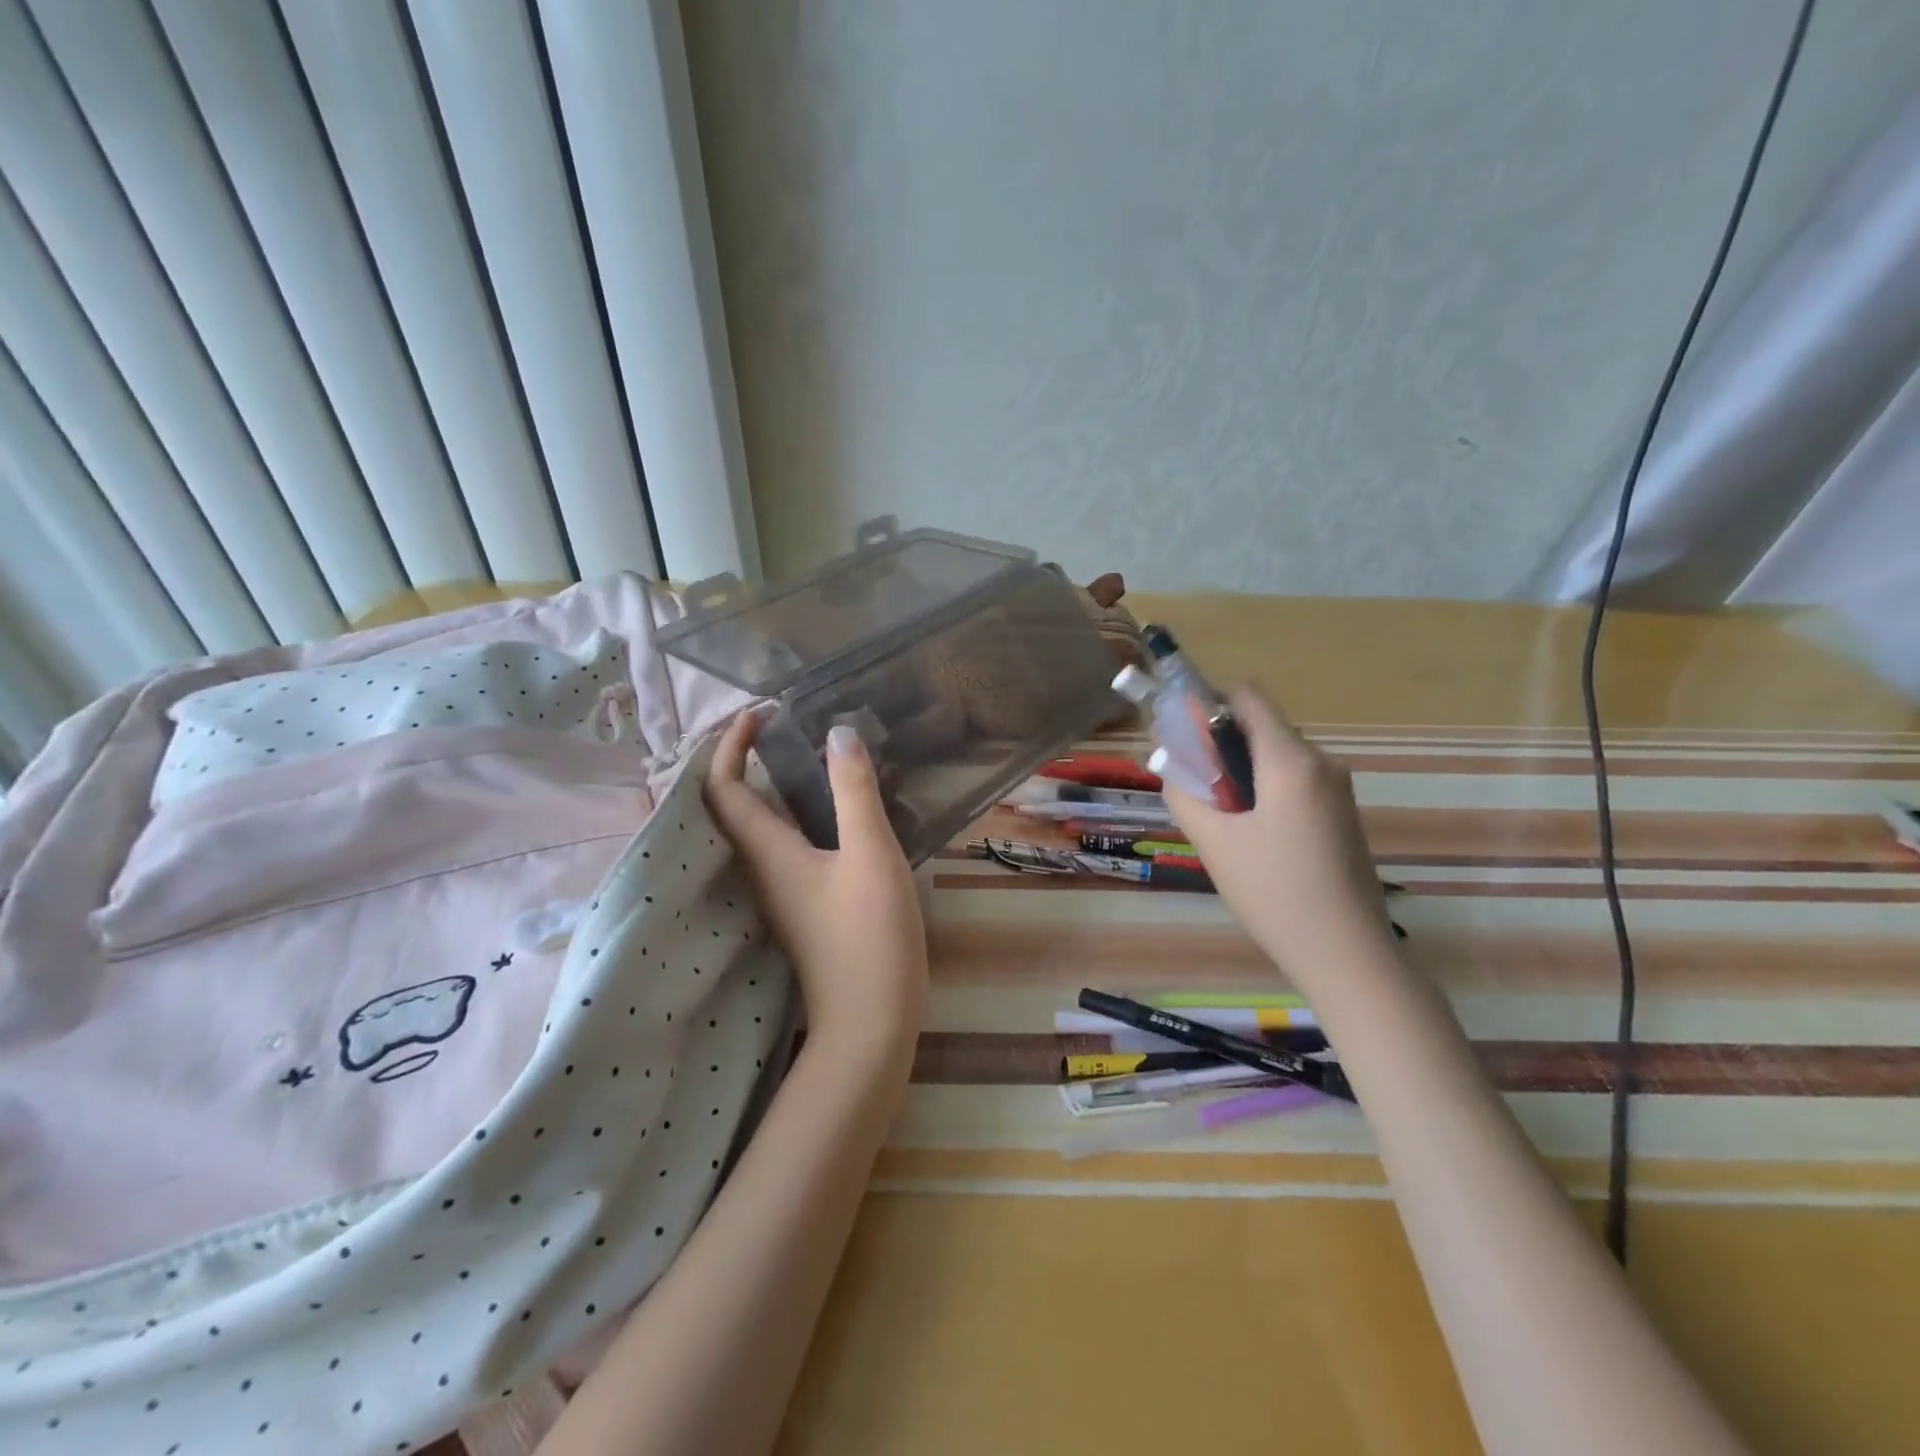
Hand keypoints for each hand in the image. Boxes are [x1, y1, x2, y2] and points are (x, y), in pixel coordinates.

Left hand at [705, 715, 928, 1055]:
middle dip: (744, 761)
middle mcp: (761, 870)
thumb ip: (854, 791)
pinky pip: (782, 848)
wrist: (869, 1023)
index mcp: (767, 852)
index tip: (759, 712)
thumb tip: (837, 734)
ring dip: (769, 788)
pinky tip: (832, 813)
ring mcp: (780, 893)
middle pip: (731, 807)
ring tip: (807, 759)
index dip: (729, 744)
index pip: (723, 788)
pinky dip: (793, 816)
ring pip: (757, 829)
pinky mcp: (801, 907)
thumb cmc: (869, 935)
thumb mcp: (871, 853)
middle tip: (782, 730)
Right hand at [1164, 686, 1402, 1007]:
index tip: (1181, 733)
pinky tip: (1250, 833)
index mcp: (1290, 761)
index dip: (1208, 702)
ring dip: (1241, 770)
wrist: (1347, 955)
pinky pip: (1295, 782)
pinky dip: (1264, 789)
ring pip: (1276, 756)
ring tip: (1216, 814)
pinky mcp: (1342, 814)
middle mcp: (1321, 763)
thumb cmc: (1274, 893)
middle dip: (1220, 743)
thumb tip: (1170, 765)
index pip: (1247, 696)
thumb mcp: (1214, 842)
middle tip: (1189, 780)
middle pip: (1261, 727)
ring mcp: (1337, 790)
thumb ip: (1184, 794)